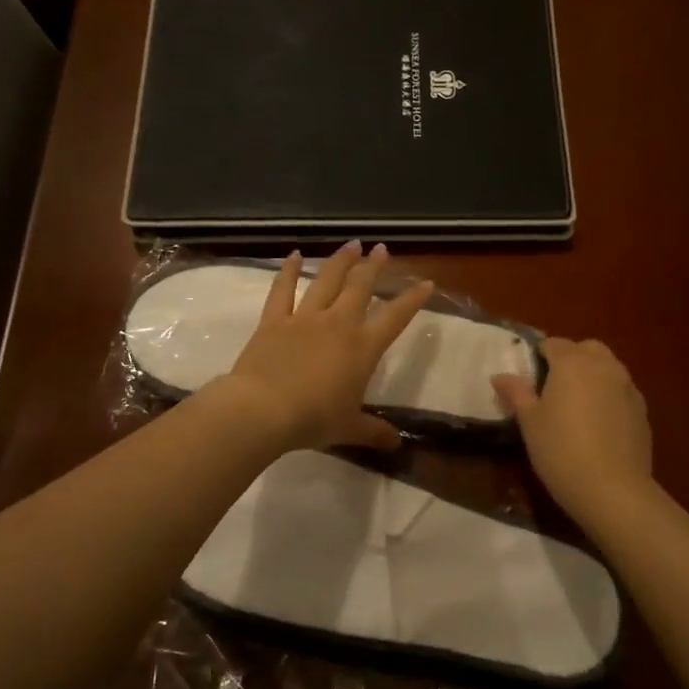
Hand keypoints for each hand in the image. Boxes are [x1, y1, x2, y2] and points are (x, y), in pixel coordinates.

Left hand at [220, 241, 433, 451]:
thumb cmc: (313, 420)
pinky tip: (294, 255)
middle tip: (382, 249)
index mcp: (363, 348)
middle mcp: (338, 324)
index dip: (412, 299)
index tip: (425, 282)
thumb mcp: (349, 429)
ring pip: (327, 281)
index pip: (395, 317)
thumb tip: (396, 444)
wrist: (263, 410)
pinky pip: (283, 290)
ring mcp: (304, 318)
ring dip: (341, 261)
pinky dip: (288, 271)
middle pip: (360, 287)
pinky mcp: (274, 321)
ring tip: (352, 243)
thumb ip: (373, 432)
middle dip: (374, 266)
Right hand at [493, 337, 653, 520]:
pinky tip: (599, 424)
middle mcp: (604, 366)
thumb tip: (500, 376)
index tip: (529, 376)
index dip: (539, 355)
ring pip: (608, 368)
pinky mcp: (642, 410)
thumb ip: (516, 393)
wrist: (612, 489)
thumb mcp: (529, 422)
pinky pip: (621, 391)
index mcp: (572, 363)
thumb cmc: (560, 450)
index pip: (553, 344)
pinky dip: (609, 396)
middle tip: (553, 387)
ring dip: (592, 376)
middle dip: (571, 359)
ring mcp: (628, 387)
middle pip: (587, 349)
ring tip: (577, 405)